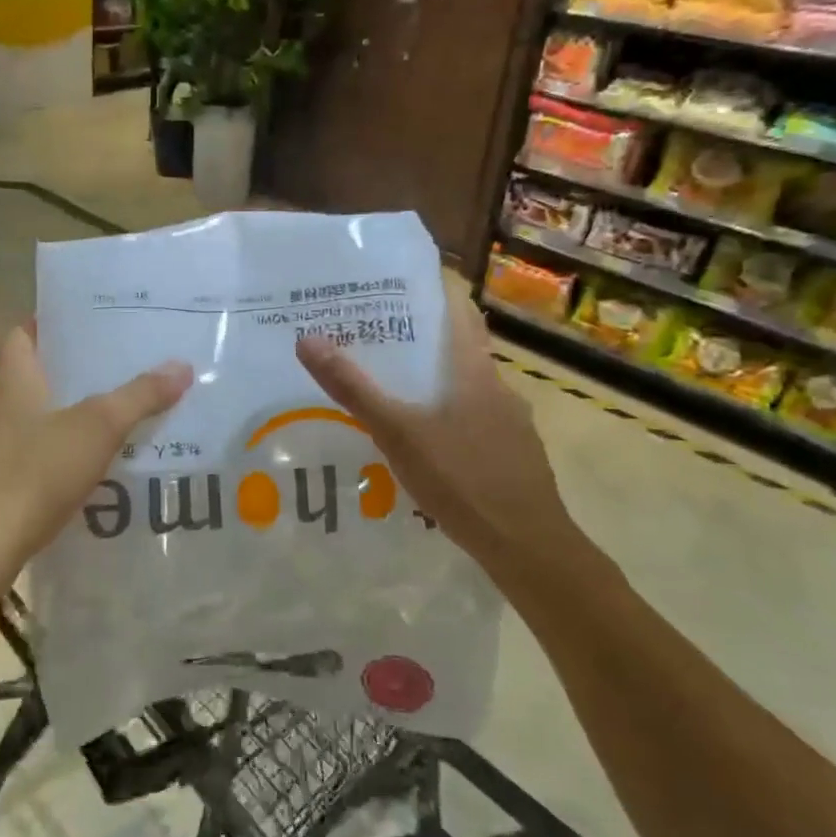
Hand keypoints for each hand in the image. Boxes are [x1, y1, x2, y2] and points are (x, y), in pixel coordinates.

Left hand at [0, 325, 190, 588]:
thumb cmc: (36, 472)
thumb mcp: (99, 428)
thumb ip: (140, 396)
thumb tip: (182, 367)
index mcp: (12, 380)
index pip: (22, 334)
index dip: (49, 324)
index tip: (85, 323)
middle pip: (30, 376)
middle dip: (68, 372)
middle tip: (113, 369)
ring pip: (28, 417)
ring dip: (60, 415)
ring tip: (106, 417)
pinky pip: (25, 454)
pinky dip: (51, 453)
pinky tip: (81, 467)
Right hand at [295, 298, 570, 569]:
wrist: (527, 546)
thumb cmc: (462, 478)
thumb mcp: (397, 433)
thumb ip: (354, 389)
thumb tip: (308, 340)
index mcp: (475, 372)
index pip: (460, 313)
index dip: (432, 295)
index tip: (395, 290)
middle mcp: (499, 388)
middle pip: (461, 350)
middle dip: (423, 342)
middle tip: (378, 340)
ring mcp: (512, 424)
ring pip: (469, 390)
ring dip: (437, 384)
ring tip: (396, 393)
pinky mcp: (516, 456)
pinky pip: (478, 423)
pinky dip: (452, 419)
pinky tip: (429, 445)